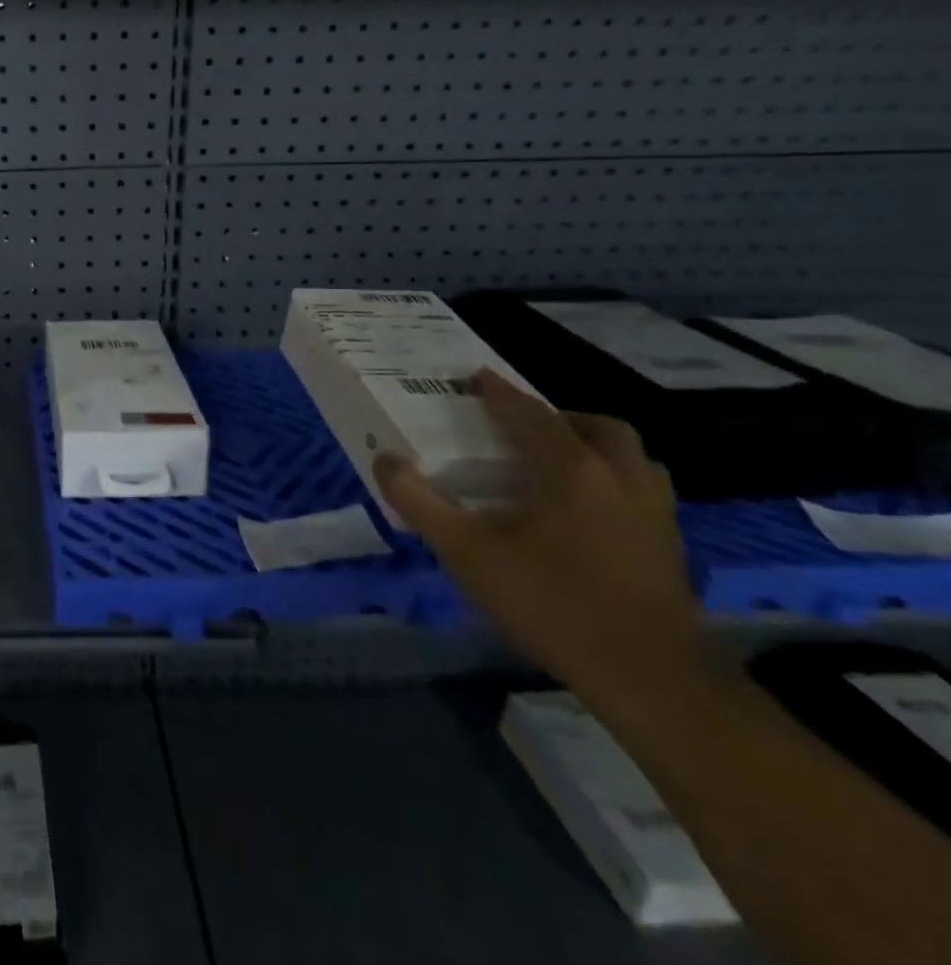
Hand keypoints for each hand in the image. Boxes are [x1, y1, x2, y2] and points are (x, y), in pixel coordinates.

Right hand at [374, 370, 707, 703]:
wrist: (649, 679)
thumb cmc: (550, 602)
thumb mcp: (465, 552)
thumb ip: (419, 502)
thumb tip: (386, 461)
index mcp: (571, 470)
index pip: (531, 415)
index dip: (500, 393)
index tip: (478, 377)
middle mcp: (621, 479)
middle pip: (599, 428)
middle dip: (560, 418)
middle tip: (524, 430)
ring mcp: (655, 514)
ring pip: (633, 460)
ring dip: (596, 450)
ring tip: (558, 467)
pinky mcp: (671, 548)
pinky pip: (643, 493)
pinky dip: (614, 485)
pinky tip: (587, 515)